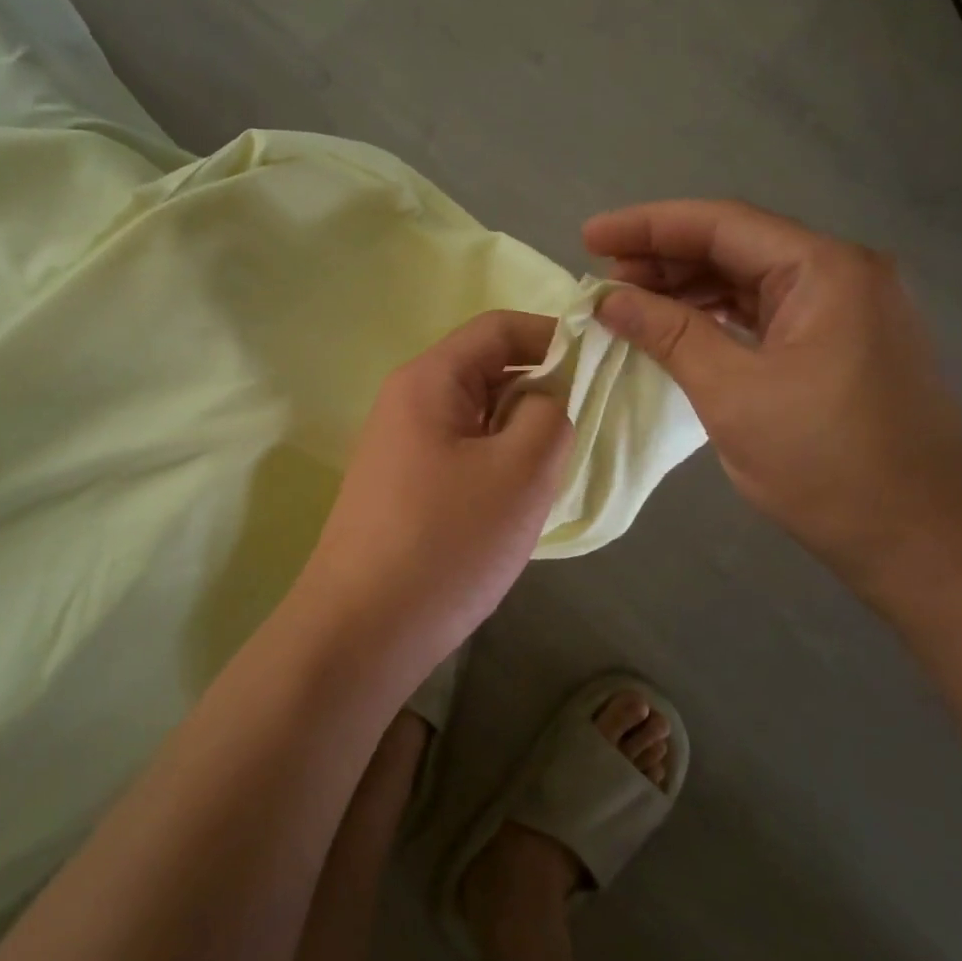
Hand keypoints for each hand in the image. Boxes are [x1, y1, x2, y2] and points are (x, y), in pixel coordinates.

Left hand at [294, 311, 573, 654]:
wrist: (360, 632)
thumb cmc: (446, 543)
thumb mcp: (521, 472)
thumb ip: (550, 415)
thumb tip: (545, 401)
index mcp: (429, 379)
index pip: (499, 328)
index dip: (554, 337)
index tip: (600, 368)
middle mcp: (407, 401)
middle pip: (486, 370)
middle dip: (539, 392)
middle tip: (579, 434)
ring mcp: (399, 446)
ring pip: (476, 417)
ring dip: (518, 435)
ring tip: (549, 476)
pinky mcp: (400, 486)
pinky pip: (460, 453)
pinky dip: (495, 463)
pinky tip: (512, 504)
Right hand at [584, 200, 961, 593]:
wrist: (920, 539)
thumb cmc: (826, 463)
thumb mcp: (733, 393)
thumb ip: (669, 333)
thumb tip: (607, 298)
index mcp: (824, 270)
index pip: (721, 224)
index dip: (648, 225)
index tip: (588, 237)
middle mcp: (840, 274)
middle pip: (736, 245)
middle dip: (663, 257)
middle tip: (601, 277)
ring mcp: (844, 310)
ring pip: (748, 279)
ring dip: (686, 287)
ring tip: (627, 302)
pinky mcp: (839, 345)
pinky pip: (764, 312)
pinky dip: (715, 316)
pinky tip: (676, 327)